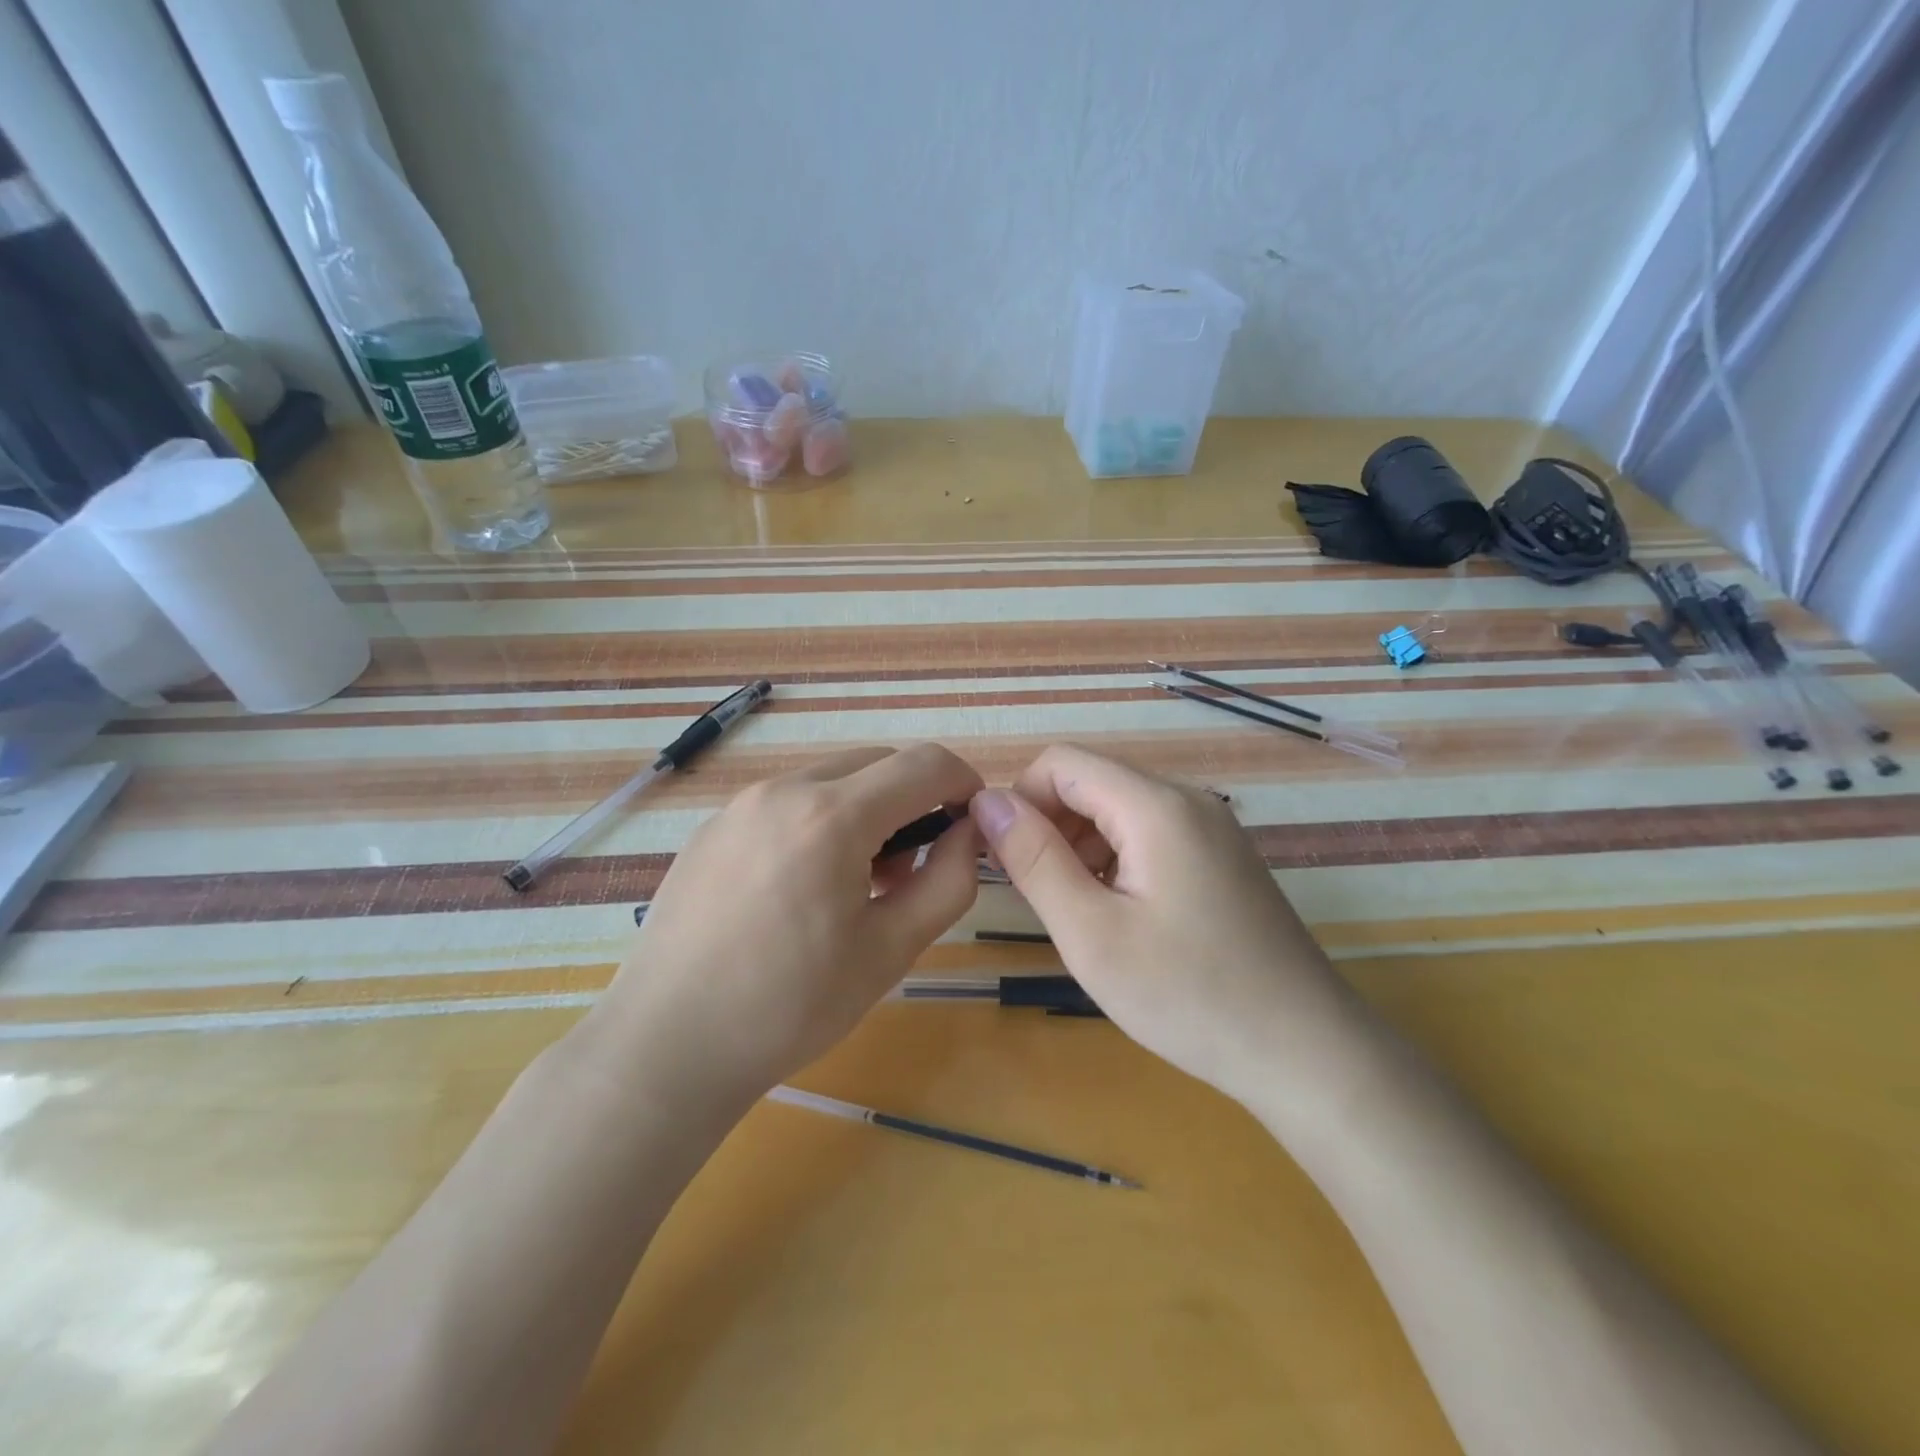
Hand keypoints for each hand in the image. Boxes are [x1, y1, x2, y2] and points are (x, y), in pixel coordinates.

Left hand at [593, 744, 982, 1110]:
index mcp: (832, 816)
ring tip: (858, 882)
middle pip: (877, 762)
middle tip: (913, 867)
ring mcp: (740, 804)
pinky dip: (819, 821)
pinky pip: (787, 801)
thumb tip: (970, 832)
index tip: (973, 825)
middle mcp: (784, 789)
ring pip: (831, 779)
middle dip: (914, 798)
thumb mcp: (891, 949)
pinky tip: (803, 888)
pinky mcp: (713, 826)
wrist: (668, 1045)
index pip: (924, 763)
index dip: (963, 784)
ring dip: (866, 810)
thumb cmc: (791, 1006)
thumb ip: (948, 880)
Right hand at [969, 745, 1368, 1108]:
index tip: (1005, 860)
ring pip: (1118, 809)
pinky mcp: (1222, 857)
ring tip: (1077, 912)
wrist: (1306, 1053)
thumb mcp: (1091, 933)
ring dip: (1080, 846)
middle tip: (1039, 896)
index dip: (1020, 800)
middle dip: (1050, 825)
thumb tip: (987, 801)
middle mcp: (1188, 800)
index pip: (1061, 762)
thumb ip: (1034, 858)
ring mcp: (1211, 828)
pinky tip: (1118, 915)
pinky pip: (1150, 835)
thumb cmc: (1189, 996)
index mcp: (1156, 805)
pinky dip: (1115, 860)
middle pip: (1092, 782)